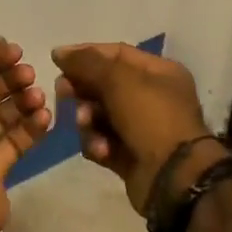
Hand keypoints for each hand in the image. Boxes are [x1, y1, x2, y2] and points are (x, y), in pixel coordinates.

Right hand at [53, 43, 218, 216]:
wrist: (174, 178)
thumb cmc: (151, 117)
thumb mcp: (118, 79)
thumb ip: (86, 63)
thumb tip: (59, 53)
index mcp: (158, 72)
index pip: (116, 53)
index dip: (86, 53)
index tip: (57, 60)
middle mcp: (151, 97)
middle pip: (104, 84)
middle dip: (83, 89)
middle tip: (65, 93)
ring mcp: (141, 128)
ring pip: (99, 115)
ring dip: (88, 119)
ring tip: (87, 125)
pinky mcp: (129, 156)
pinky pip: (102, 142)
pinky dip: (97, 144)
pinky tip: (101, 150)